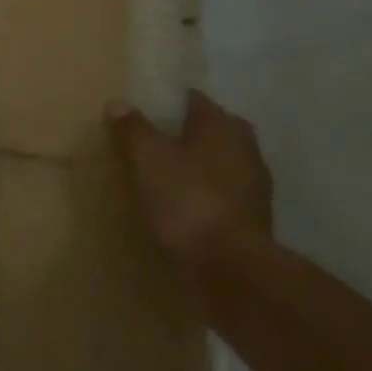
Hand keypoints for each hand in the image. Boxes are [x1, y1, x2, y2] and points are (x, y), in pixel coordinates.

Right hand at [105, 90, 271, 265]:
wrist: (230, 270)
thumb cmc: (188, 200)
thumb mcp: (149, 159)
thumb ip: (134, 130)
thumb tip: (119, 103)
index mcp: (223, 126)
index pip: (193, 100)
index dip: (167, 103)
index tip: (142, 111)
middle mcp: (245, 149)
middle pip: (208, 132)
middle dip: (182, 135)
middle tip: (148, 143)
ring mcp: (252, 188)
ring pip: (215, 165)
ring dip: (192, 168)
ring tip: (157, 176)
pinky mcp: (250, 221)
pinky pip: (218, 195)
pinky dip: (199, 196)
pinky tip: (176, 207)